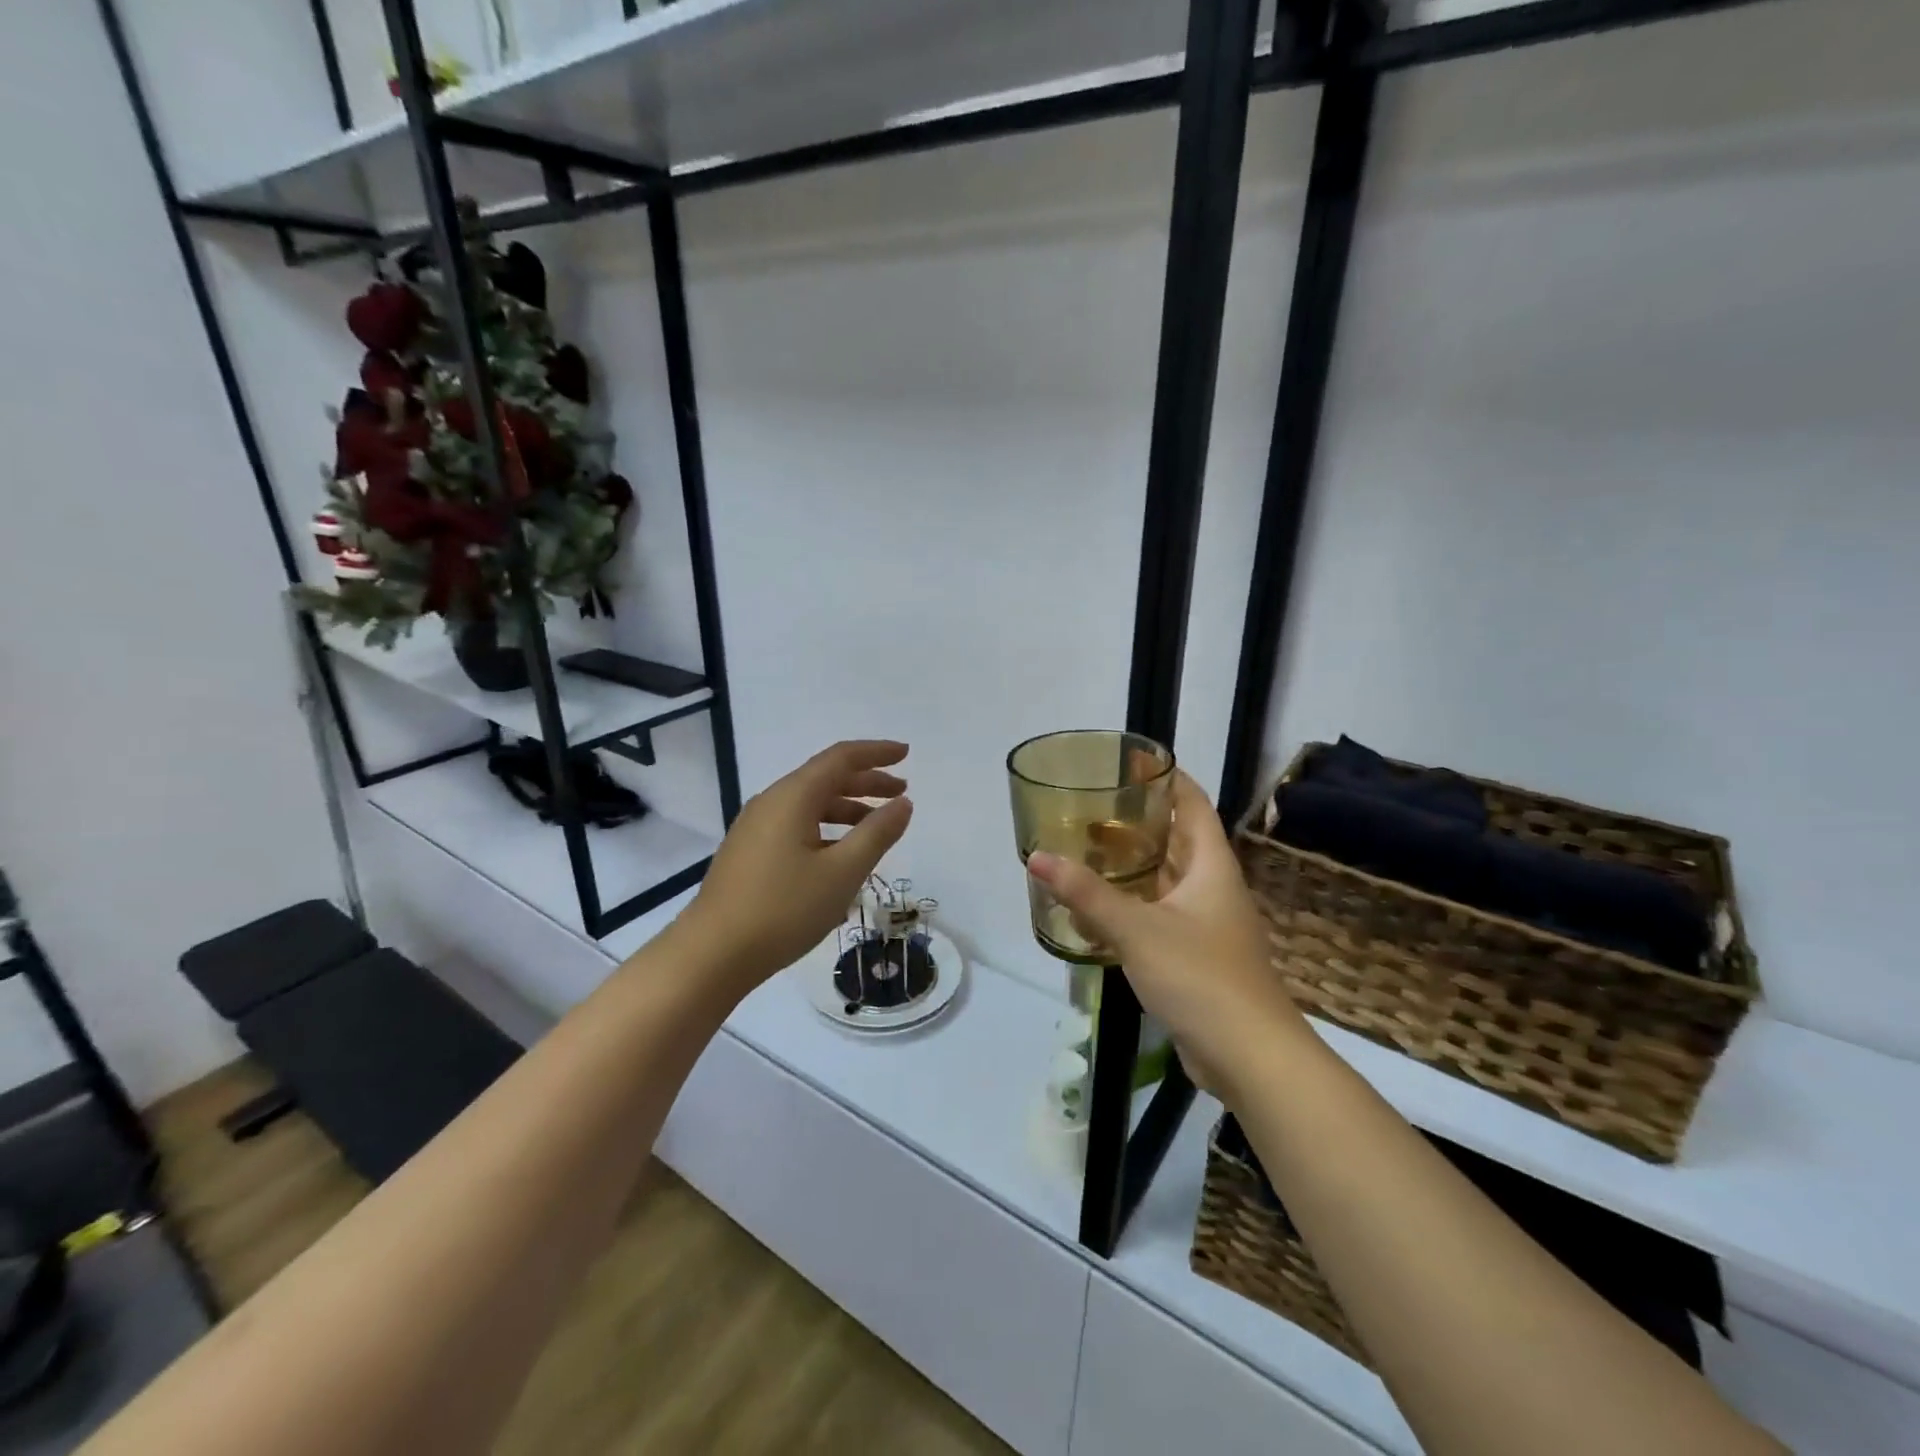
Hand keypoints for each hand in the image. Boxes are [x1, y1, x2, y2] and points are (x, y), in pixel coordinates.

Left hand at [678, 740, 912, 995]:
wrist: (712, 954)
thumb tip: (903, 803)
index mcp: (793, 797)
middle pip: (825, 779)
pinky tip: (841, 857)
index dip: (876, 753)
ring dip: (848, 808)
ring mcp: (755, 828)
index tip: (906, 754)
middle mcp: (772, 802)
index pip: (841, 758)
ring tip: (877, 827)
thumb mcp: (842, 872)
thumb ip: (877, 834)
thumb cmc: (783, 909)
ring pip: (810, 805)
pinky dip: (827, 829)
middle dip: (866, 782)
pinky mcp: (749, 853)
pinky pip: (796, 826)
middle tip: (902, 793)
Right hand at [1026, 771, 1303, 1095]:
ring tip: (1088, 851)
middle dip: (1138, 822)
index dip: (1167, 778)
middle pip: (1177, 840)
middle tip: (1092, 808)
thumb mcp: (1137, 929)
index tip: (1133, 761)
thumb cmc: (1200, 976)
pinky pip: (1161, 915)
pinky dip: (1133, 904)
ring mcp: (1207, 924)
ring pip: (1166, 880)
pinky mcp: (1196, 956)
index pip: (1192, 804)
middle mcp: (1212, 888)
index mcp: (1211, 866)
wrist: (1250, 1056)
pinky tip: (1100, 909)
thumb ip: (1086, 893)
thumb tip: (1037, 857)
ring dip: (1133, 865)